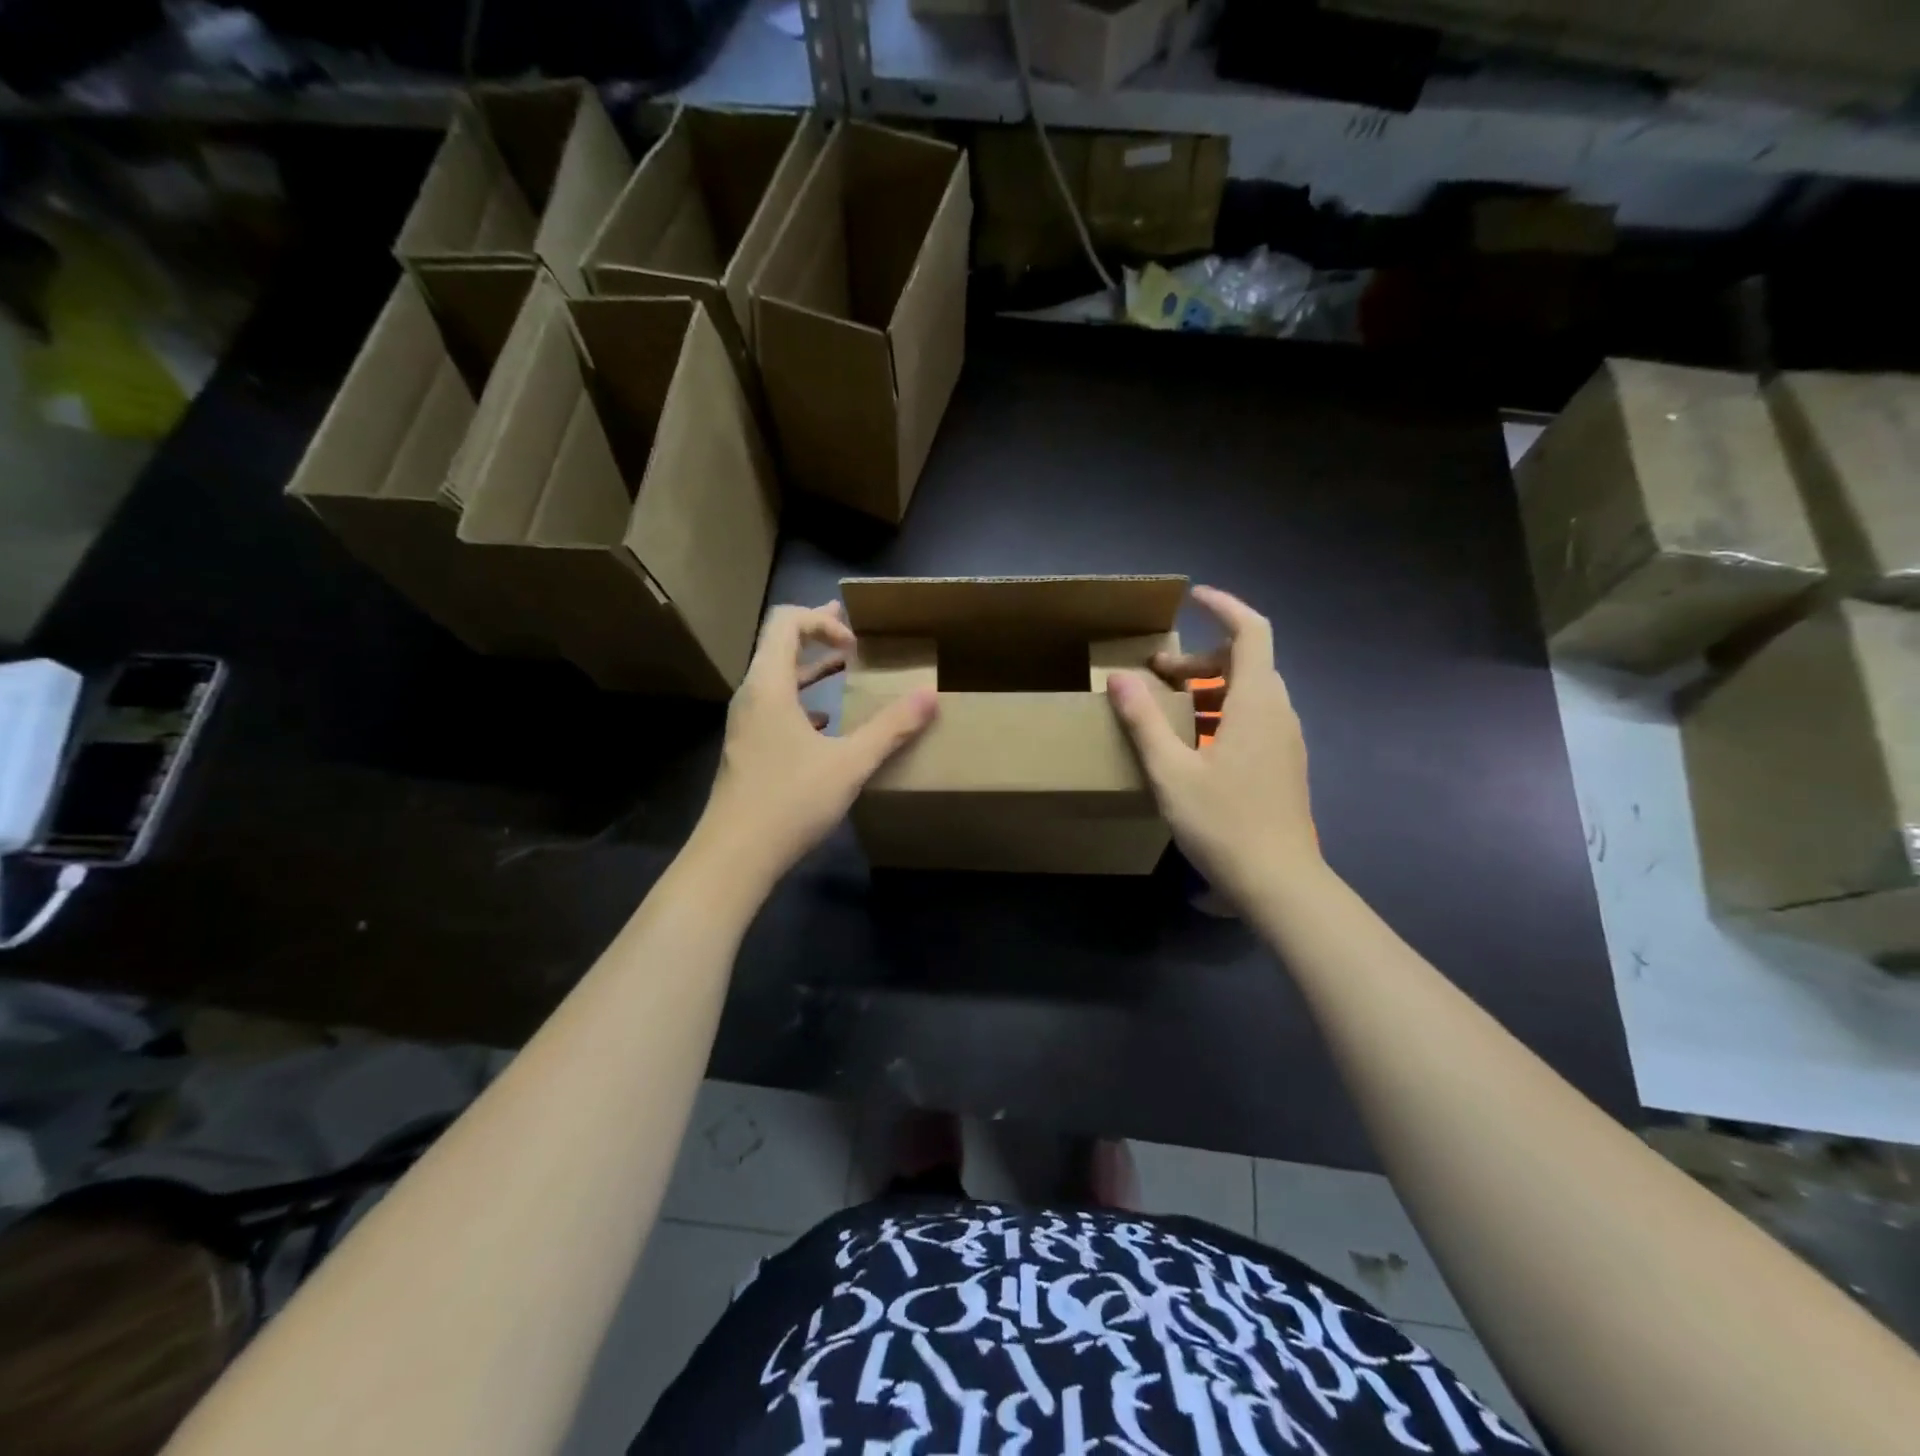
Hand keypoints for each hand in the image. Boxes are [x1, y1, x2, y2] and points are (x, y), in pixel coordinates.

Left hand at [696, 601, 937, 880]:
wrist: (734, 856)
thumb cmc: (790, 801)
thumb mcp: (850, 763)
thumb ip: (892, 728)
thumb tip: (931, 694)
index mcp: (768, 685)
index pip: (786, 622)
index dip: (822, 622)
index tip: (856, 648)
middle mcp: (751, 696)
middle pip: (778, 645)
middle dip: (817, 635)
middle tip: (853, 633)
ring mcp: (746, 725)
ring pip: (777, 680)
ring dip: (811, 669)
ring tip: (845, 669)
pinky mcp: (748, 750)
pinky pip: (776, 708)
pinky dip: (802, 701)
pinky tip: (826, 722)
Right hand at [1105, 585, 1319, 907]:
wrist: (1278, 881)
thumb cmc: (1223, 823)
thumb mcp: (1171, 771)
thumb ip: (1144, 721)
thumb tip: (1119, 678)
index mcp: (1256, 703)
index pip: (1252, 631)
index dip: (1225, 607)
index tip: (1193, 599)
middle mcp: (1278, 713)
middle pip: (1247, 661)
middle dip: (1201, 658)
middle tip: (1157, 675)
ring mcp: (1285, 740)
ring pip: (1250, 692)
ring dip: (1210, 688)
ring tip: (1170, 709)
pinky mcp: (1283, 764)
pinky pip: (1254, 718)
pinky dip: (1223, 713)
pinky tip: (1193, 745)